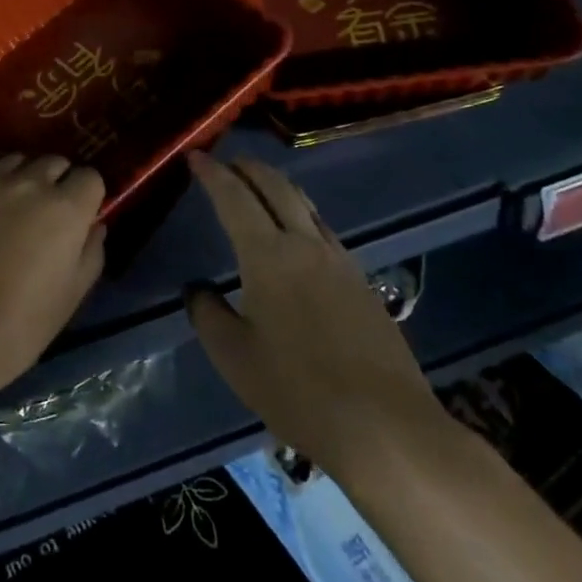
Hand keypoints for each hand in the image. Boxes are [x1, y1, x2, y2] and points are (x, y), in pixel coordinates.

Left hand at [0, 152, 105, 421]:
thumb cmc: (18, 326)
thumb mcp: (71, 296)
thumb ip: (91, 252)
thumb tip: (94, 225)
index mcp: (66, 209)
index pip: (90, 177)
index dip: (86, 197)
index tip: (78, 217)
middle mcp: (31, 183)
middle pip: (55, 162)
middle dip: (56, 182)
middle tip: (45, 213)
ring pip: (17, 158)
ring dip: (22, 175)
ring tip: (12, 202)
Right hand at [184, 152, 456, 494]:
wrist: (385, 425)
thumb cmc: (297, 390)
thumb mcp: (234, 357)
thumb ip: (208, 314)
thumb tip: (198, 290)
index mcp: (267, 256)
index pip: (234, 198)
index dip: (212, 173)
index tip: (196, 156)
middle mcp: (305, 245)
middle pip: (276, 187)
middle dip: (248, 168)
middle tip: (227, 162)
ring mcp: (339, 261)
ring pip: (305, 204)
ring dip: (277, 187)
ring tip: (259, 187)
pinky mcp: (362, 281)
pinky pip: (324, 230)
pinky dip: (300, 214)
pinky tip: (297, 234)